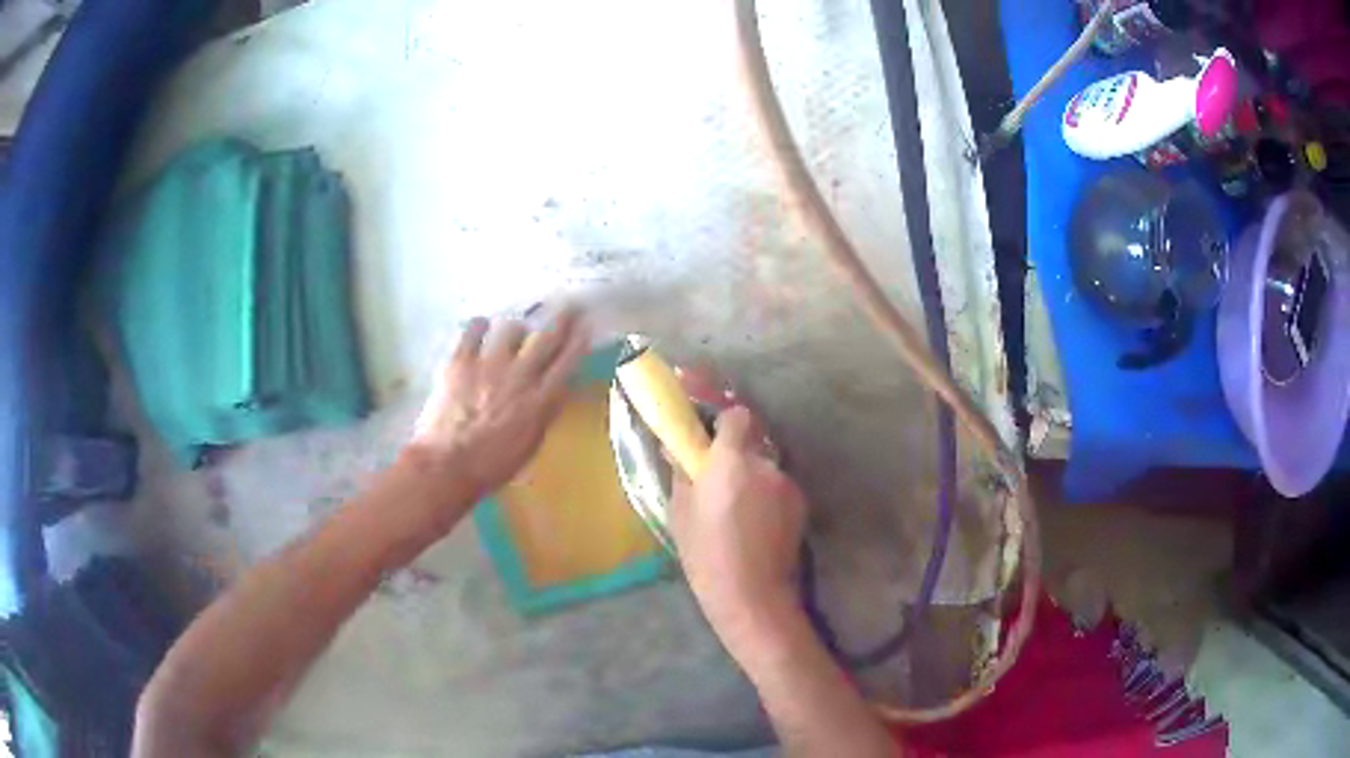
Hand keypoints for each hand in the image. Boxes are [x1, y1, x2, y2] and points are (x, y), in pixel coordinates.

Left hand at [409, 307, 591, 498]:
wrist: (447, 465)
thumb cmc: (491, 466)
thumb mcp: (529, 445)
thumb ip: (542, 415)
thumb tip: (549, 395)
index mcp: (540, 402)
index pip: (567, 363)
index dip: (579, 342)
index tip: (586, 325)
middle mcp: (519, 377)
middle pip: (546, 339)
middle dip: (561, 319)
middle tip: (569, 305)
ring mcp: (489, 365)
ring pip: (511, 329)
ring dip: (516, 329)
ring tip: (513, 332)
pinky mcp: (461, 361)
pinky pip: (473, 330)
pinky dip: (480, 326)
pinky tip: (481, 327)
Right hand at [670, 406, 807, 627]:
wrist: (752, 595)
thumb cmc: (707, 554)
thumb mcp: (681, 513)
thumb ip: (682, 472)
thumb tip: (676, 448)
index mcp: (732, 460)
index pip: (737, 414)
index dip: (723, 417)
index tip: (707, 427)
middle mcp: (765, 464)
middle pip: (752, 440)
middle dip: (735, 450)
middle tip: (716, 475)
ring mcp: (788, 483)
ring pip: (765, 466)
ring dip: (751, 476)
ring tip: (736, 509)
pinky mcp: (801, 504)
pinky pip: (777, 487)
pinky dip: (766, 495)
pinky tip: (755, 524)